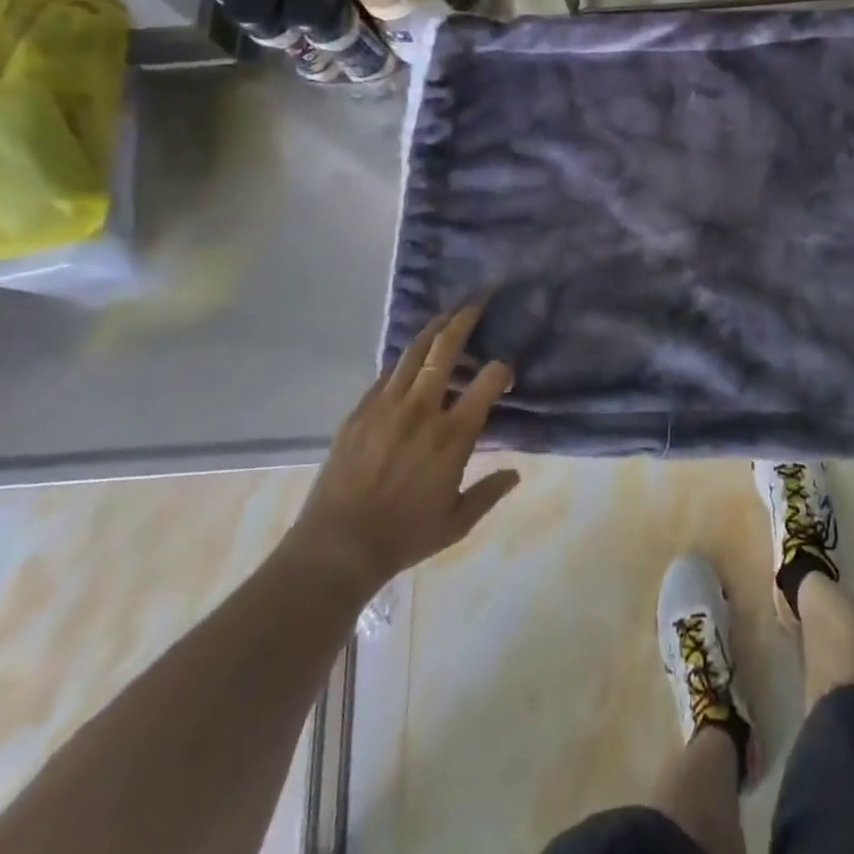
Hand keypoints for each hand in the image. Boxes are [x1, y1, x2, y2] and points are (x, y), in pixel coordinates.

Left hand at [284, 307, 519, 599]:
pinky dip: (403, 361)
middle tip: (475, 305)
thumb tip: (516, 474)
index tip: (504, 372)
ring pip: (413, 353)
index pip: (488, 381)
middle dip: (464, 322)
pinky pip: (385, 374)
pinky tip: (409, 359)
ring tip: (445, 317)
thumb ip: (490, 492)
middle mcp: (422, 410)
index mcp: (453, 435)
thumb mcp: (458, 522)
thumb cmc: (404, 536)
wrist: (337, 547)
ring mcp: (386, 406)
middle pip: (446, 350)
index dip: (501, 369)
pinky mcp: (359, 411)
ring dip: (432, 330)